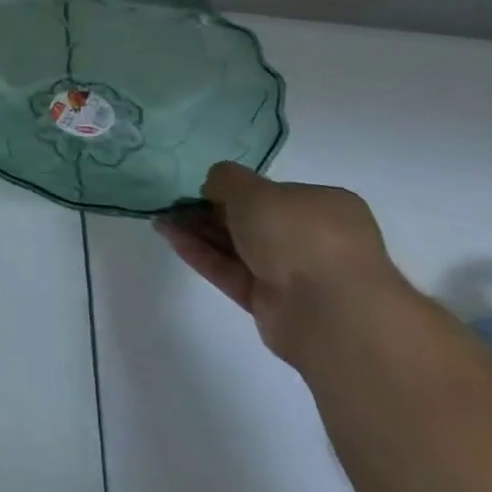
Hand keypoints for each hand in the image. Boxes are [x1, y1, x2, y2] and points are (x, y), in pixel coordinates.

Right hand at [155, 162, 406, 367]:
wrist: (330, 312)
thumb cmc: (299, 234)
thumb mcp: (253, 189)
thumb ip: (226, 179)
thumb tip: (214, 186)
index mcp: (325, 207)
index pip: (275, 192)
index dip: (236, 189)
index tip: (202, 187)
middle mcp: (314, 239)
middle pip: (253, 221)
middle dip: (211, 211)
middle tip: (174, 204)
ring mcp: (295, 274)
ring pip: (239, 248)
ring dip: (200, 232)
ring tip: (161, 218)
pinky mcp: (273, 304)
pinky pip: (231, 272)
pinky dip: (202, 255)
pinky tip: (170, 237)